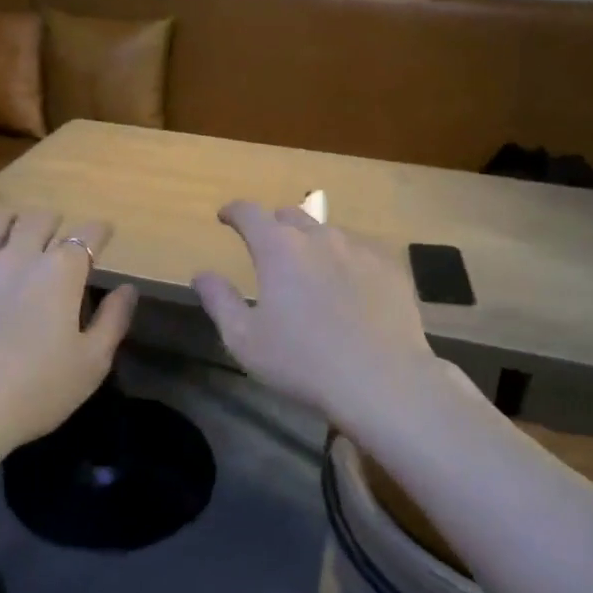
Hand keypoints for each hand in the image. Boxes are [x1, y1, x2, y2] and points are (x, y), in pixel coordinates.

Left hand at [0, 210, 136, 451]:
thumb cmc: (34, 392)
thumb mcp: (91, 364)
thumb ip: (113, 320)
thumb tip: (128, 289)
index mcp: (60, 273)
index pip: (88, 235)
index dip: (100, 231)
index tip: (105, 232)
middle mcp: (18, 256)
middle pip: (39, 220)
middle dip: (54, 222)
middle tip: (57, 233)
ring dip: (9, 221)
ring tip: (12, 228)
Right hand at [193, 201, 437, 422]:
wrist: (382, 380)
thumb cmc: (302, 361)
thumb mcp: (245, 339)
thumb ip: (220, 301)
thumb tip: (202, 275)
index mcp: (279, 248)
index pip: (249, 212)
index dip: (234, 212)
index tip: (225, 217)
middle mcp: (320, 237)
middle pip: (291, 215)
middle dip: (273, 225)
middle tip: (267, 249)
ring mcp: (359, 249)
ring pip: (328, 233)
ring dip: (311, 244)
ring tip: (311, 272)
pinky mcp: (390, 268)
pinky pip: (360, 253)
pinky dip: (345, 262)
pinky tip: (349, 289)